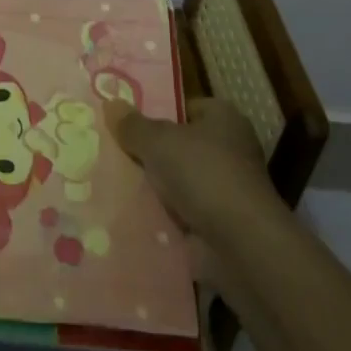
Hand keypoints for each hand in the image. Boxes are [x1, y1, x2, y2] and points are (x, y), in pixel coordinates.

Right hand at [103, 96, 282, 240]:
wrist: (240, 246)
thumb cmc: (203, 175)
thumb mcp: (158, 141)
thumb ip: (132, 124)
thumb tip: (110, 103)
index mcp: (224, 119)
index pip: (187, 106)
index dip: (158, 111)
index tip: (126, 121)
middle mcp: (231, 150)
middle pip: (181, 145)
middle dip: (151, 151)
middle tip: (112, 150)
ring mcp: (226, 190)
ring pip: (179, 180)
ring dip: (155, 186)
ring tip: (113, 181)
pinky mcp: (220, 225)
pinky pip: (182, 213)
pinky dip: (162, 215)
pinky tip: (132, 213)